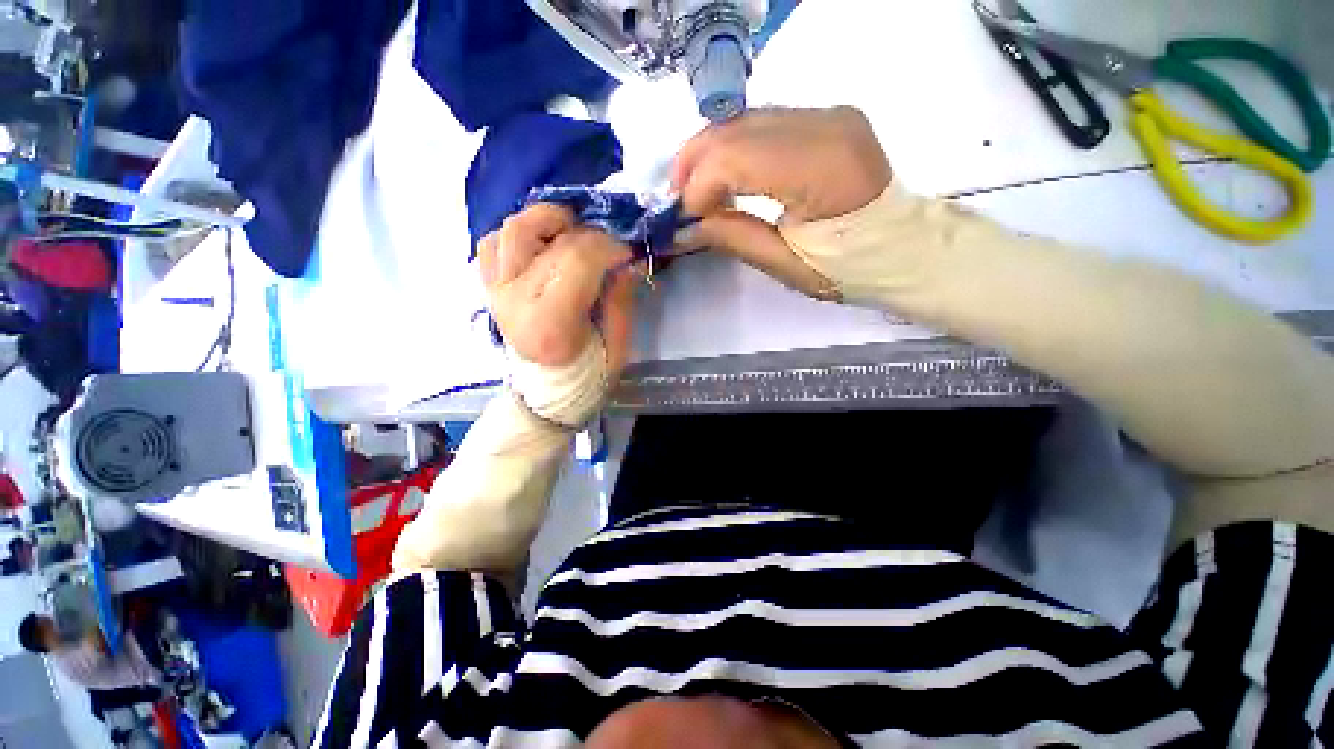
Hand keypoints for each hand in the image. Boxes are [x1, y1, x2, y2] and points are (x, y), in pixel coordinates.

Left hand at [477, 204, 637, 379]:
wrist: (546, 392)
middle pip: (548, 239)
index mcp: (552, 323)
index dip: (607, 246)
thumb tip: (625, 260)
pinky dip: (519, 236)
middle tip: (606, 246)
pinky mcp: (490, 287)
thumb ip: (621, 299)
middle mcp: (516, 301)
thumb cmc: (588, 373)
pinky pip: (492, 243)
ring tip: (572, 234)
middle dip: (588, 234)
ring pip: (513, 229)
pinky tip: (542, 246)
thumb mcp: (617, 344)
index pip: (576, 260)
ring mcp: (496, 291)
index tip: (625, 254)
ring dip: (547, 222)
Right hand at [671, 107, 892, 298]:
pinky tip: (723, 176)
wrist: (902, 248)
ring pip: (744, 120)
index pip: (736, 157)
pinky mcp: (826, 117)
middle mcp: (828, 124)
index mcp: (824, 168)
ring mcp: (829, 114)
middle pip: (735, 128)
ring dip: (709, 154)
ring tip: (694, 191)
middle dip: (693, 164)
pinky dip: (732, 148)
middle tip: (677, 201)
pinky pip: (762, 123)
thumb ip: (734, 238)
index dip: (698, 186)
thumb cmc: (849, 269)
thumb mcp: (786, 266)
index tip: (683, 219)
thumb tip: (683, 228)